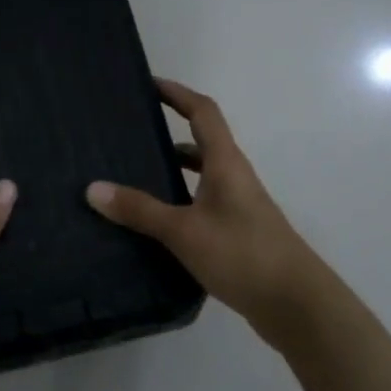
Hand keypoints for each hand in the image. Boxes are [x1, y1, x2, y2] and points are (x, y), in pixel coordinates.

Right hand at [86, 80, 322, 331]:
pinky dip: (179, 205)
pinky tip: (155, 225)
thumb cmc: (243, 254)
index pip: (203, 112)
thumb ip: (139, 210)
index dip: (177, 94)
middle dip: (168, 134)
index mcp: (226, 164)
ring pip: (200, 178)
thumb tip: (93, 188)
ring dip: (172, 172)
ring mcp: (238, 208)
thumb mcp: (184, 231)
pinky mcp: (237, 236)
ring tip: (132, 180)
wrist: (297, 306)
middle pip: (201, 143)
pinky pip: (201, 207)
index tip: (148, 84)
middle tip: (129, 137)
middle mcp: (234, 178)